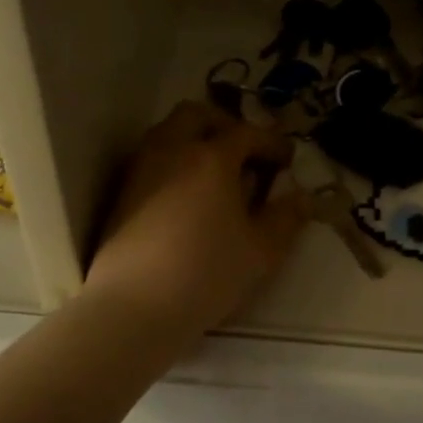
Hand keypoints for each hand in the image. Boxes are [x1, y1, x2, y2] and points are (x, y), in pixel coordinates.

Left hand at [86, 102, 307, 335]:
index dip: (272, 142)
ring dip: (195, 139)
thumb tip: (301, 197)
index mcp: (211, 158)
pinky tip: (186, 195)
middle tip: (246, 152)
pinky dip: (174, 160)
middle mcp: (172, 150)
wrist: (133, 307)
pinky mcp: (122, 193)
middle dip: (226, 125)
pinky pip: (152, 157)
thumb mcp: (261, 251)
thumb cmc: (206, 274)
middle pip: (198, 115)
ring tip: (216, 173)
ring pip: (169, 132)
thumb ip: (286, 219)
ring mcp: (141, 169)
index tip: (288, 159)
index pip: (248, 133)